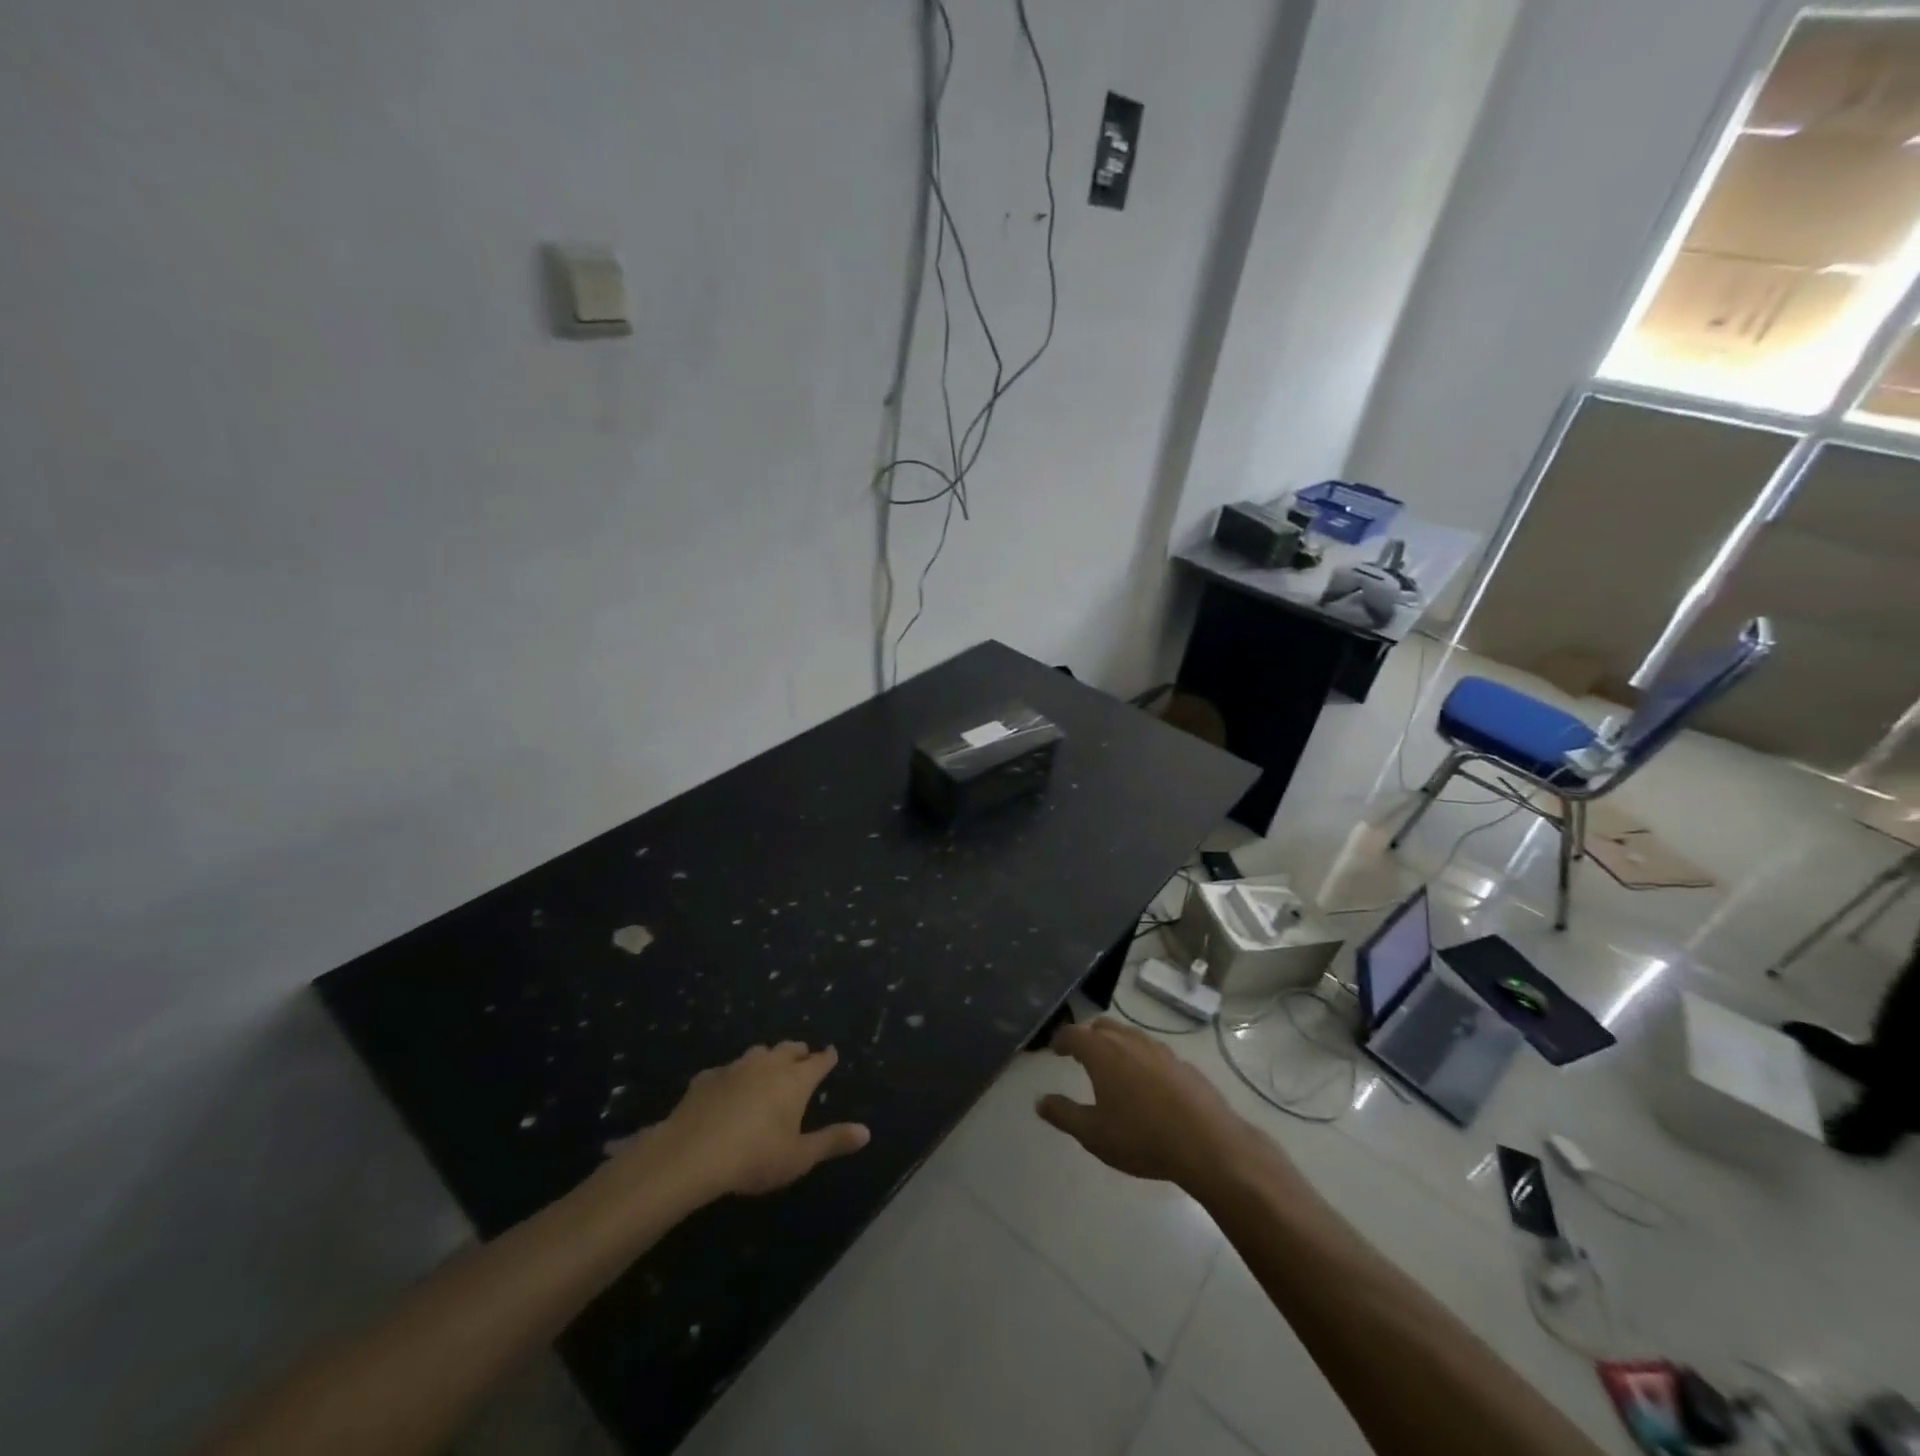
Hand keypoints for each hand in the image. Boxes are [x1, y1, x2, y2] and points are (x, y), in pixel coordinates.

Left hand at [623, 1043, 870, 1201]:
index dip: (827, 1058)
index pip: (818, 1062)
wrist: (692, 1154)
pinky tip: (726, 1088)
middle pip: (788, 1049)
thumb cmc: (754, 1156)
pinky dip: (733, 1076)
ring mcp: (736, 1068)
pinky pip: (726, 1070)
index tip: (832, 1053)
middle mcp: (768, 1065)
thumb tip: (866, 1131)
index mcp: (795, 1080)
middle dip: (798, 1052)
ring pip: (757, 1053)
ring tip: (768, 1066)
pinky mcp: (707, 1078)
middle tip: (803, 1056)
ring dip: (767, 1057)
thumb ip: (832, 1141)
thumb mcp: (799, 1157)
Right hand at [1036, 1019, 1258, 1189]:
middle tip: (1080, 1055)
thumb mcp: (1093, 1134)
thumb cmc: (1141, 1137)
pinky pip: (1153, 1052)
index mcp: (1102, 1052)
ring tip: (1112, 1068)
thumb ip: (1063, 1114)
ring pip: (1129, 1036)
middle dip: (1088, 1037)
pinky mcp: (1182, 1063)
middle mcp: (1129, 1041)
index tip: (1055, 1050)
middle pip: (1102, 1027)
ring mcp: (1159, 1049)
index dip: (1061, 1040)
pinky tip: (1146, 1084)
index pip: (1073, 1034)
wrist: (1207, 1143)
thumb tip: (1040, 1101)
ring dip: (1115, 1045)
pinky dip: (1140, 1059)